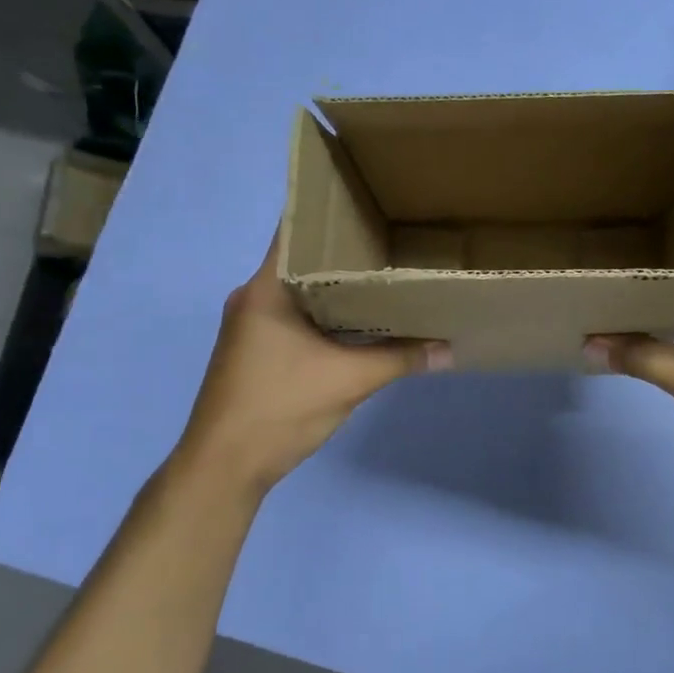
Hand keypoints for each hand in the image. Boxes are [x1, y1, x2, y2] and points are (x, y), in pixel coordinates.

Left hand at [179, 229, 449, 494]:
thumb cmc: (280, 408)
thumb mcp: (349, 380)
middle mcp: (253, 296)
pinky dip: (323, 311)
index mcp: (267, 288)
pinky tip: (357, 319)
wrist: (224, 466)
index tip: (373, 205)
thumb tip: (449, 348)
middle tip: (393, 239)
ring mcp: (249, 324)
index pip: (297, 230)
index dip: (334, 214)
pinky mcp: (254, 348)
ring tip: (384, 274)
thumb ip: (401, 358)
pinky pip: (294, 314)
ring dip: (335, 285)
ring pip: (299, 290)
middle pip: (303, 259)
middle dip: (345, 251)